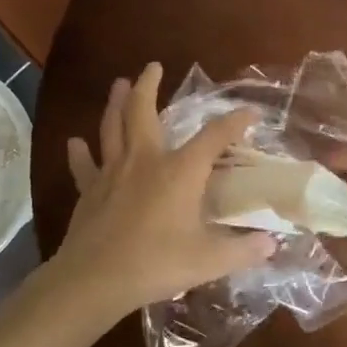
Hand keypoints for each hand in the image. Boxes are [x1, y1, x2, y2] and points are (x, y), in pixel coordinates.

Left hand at [51, 63, 277, 320]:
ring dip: (116, 103)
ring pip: (112, 127)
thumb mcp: (209, 260)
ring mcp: (112, 173)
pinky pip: (84, 165)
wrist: (95, 280)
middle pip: (144, 112)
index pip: (215, 136)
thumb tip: (271, 245)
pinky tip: (75, 142)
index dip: (235, 122)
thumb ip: (242, 250)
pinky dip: (80, 152)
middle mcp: (145, 160)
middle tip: (153, 67)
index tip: (251, 113)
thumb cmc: (157, 263)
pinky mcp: (89, 191)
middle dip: (149, 86)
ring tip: (119, 84)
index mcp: (180, 171)